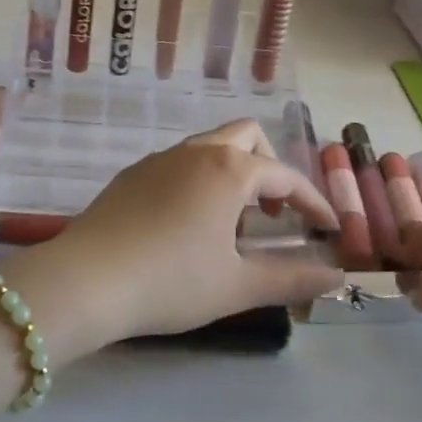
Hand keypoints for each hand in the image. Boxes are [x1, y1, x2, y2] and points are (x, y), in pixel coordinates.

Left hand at [3, 121, 340, 357]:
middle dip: (271, 168)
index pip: (286, 176)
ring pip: (210, 146)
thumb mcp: (237, 286)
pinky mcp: (132, 173)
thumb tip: (334, 275)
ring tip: (233, 223)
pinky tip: (189, 223)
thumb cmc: (171, 282)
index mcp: (229, 170)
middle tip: (275, 213)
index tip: (328, 229)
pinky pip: (180, 162)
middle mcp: (196, 152)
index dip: (313, 202)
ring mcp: (160, 159)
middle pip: (247, 136)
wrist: (87, 279)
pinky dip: (201, 179)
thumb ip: (291, 278)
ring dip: (234, 172)